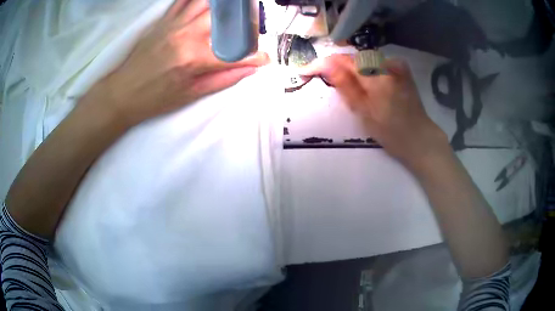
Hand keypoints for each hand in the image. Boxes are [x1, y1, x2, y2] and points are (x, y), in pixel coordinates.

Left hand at [89, 0, 268, 127]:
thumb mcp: (191, 95)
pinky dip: (198, 0)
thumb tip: (250, 69)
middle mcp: (186, 34)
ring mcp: (174, 24)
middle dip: (245, 22)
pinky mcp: (165, 20)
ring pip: (208, 3)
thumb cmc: (154, 98)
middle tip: (250, 30)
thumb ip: (223, 79)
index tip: (264, 59)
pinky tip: (209, 5)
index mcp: (194, 58)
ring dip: (226, 5)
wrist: (122, 92)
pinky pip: (184, 1)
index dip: (255, 56)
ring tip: (236, 11)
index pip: (235, 53)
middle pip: (226, 17)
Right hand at [299, 54, 448, 168]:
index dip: (322, 63)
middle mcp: (386, 63)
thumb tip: (325, 64)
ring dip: (349, 67)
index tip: (305, 70)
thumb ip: (345, 85)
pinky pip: (375, 63)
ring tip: (340, 80)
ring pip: (363, 59)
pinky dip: (364, 69)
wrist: (419, 138)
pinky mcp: (401, 68)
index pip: (342, 60)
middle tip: (321, 76)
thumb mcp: (363, 111)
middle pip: (353, 57)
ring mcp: (395, 64)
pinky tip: (362, 80)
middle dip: (335, 65)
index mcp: (376, 76)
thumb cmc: (390, 132)